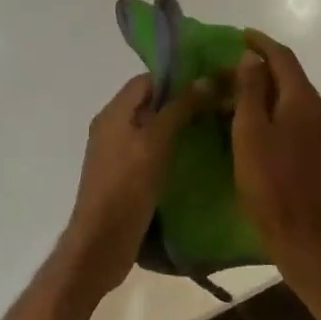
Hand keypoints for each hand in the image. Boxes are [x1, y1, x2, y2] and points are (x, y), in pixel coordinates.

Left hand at [61, 74, 204, 301]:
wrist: (102, 242)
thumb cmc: (127, 185)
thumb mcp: (156, 141)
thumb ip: (179, 108)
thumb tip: (206, 79)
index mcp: (113, 113)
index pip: (146, 80)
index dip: (176, 77)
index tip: (209, 80)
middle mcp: (112, 128)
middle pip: (149, 103)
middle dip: (181, 101)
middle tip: (218, 104)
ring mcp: (117, 154)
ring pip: (152, 129)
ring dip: (179, 126)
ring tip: (214, 127)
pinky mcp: (125, 177)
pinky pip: (151, 152)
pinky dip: (172, 149)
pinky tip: (196, 157)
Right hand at [232, 31, 320, 273]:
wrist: (300, 234)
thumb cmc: (268, 181)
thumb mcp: (249, 131)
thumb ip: (250, 90)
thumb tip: (252, 58)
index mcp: (305, 100)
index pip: (283, 57)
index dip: (261, 43)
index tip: (240, 35)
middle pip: (291, 77)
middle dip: (261, 69)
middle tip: (230, 70)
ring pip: (295, 99)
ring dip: (268, 92)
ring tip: (238, 96)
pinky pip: (299, 118)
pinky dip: (278, 111)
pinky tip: (259, 122)